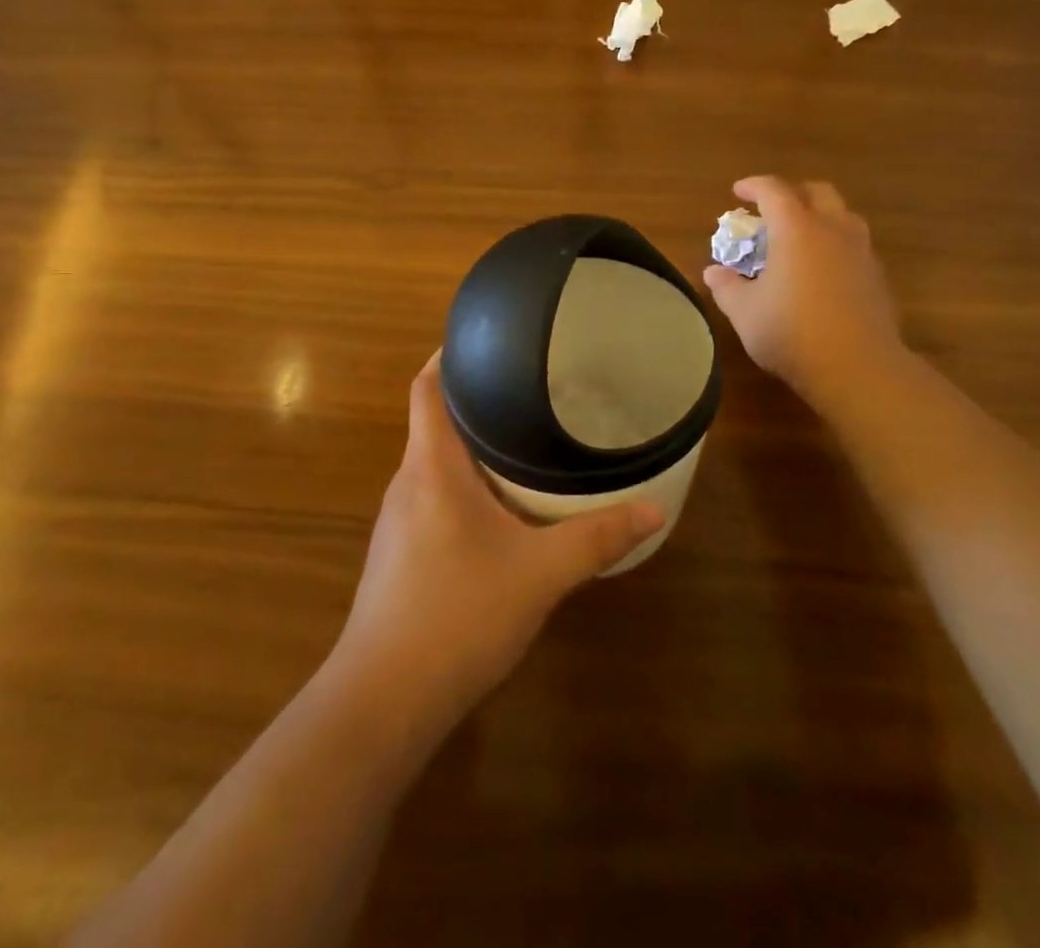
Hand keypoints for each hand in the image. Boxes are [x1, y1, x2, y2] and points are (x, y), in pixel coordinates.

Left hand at [332, 354, 663, 729]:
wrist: (383, 700)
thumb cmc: (458, 614)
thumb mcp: (540, 573)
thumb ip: (597, 538)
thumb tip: (656, 508)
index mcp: (431, 466)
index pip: (427, 388)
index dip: (449, 356)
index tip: (486, 340)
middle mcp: (407, 483)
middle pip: (434, 422)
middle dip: (476, 403)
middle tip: (528, 391)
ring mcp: (397, 522)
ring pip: (434, 465)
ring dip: (470, 450)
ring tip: (521, 443)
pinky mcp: (398, 556)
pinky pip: (432, 500)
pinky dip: (463, 488)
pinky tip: (499, 512)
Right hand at [702, 176, 907, 409]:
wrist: (858, 368)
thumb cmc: (792, 333)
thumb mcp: (745, 312)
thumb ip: (727, 287)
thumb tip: (713, 272)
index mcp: (796, 229)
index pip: (774, 191)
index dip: (754, 186)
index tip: (738, 192)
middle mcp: (833, 230)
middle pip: (818, 192)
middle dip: (793, 193)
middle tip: (773, 211)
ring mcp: (861, 252)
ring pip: (843, 216)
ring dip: (820, 216)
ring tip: (800, 238)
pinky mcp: (877, 277)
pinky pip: (855, 245)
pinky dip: (836, 245)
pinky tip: (822, 272)